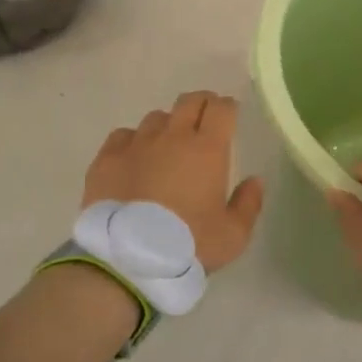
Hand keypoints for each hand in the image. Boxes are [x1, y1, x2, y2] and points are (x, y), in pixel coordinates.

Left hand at [85, 92, 264, 272]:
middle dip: (201, 105)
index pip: (221, 108)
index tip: (229, 117)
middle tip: (204, 122)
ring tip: (167, 148)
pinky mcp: (107, 158)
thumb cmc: (188, 246)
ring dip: (167, 126)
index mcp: (207, 149)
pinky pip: (123, 136)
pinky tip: (134, 159)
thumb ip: (248, 204)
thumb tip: (254, 181)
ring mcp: (136, 144)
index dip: (227, 108)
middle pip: (189, 101)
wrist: (128, 260)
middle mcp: (172, 137)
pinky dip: (133, 142)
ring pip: (156, 118)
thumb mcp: (233, 235)